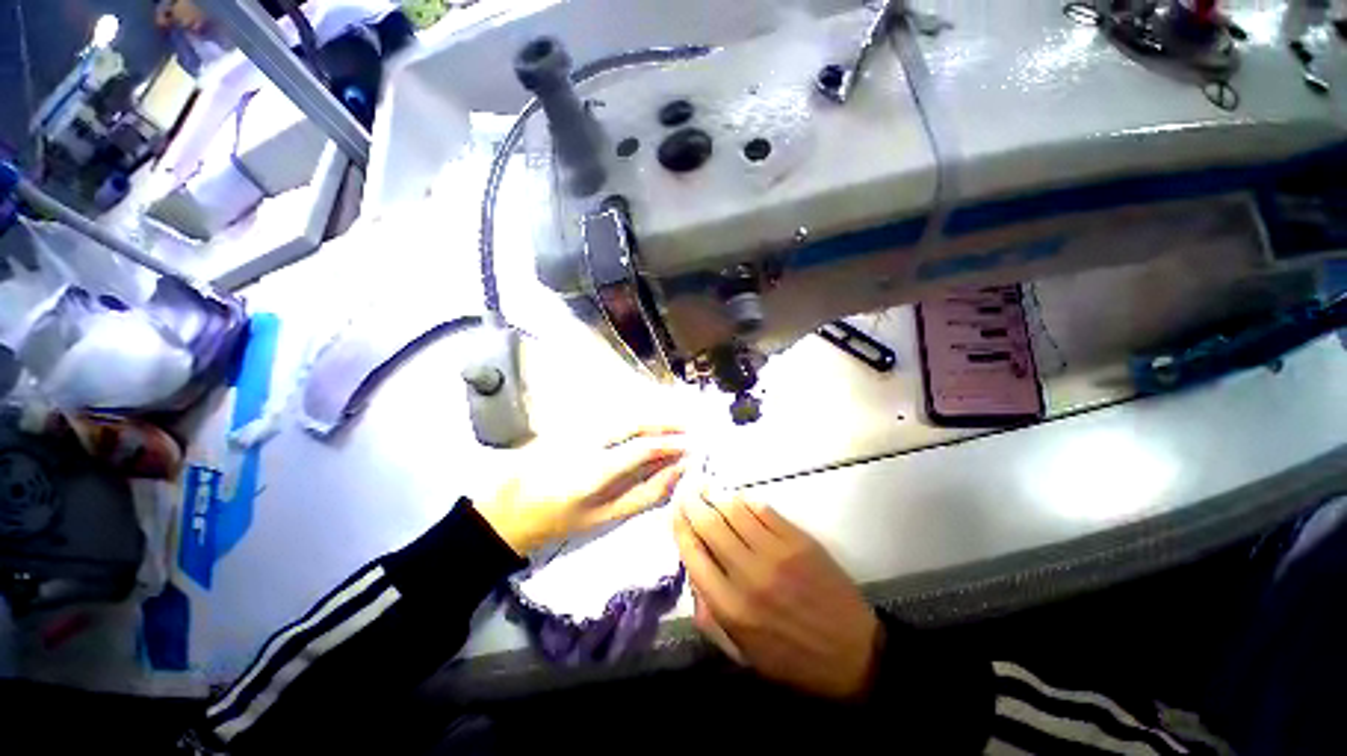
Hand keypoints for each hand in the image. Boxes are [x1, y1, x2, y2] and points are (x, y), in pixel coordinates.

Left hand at [474, 427, 687, 554]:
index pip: (642, 448)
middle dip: (666, 422)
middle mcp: (585, 440)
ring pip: (623, 415)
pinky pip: (610, 417)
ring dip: (652, 418)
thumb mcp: (604, 517)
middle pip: (634, 422)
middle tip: (691, 428)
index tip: (693, 446)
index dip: (671, 444)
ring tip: (675, 426)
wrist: (507, 511)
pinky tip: (646, 427)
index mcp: (593, 471)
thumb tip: (676, 474)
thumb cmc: (558, 522)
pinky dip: (634, 420)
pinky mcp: (569, 424)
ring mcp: (575, 428)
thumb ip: (644, 494)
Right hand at [673, 490, 881, 699]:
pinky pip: (764, 511)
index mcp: (731, 608)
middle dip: (693, 504)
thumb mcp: (743, 652)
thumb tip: (693, 576)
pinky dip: (746, 500)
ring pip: (735, 512)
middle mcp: (748, 575)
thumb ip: (711, 616)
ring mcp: (776, 553)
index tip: (674, 512)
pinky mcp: (799, 541)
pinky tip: (737, 497)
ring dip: (716, 496)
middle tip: (686, 491)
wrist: (853, 653)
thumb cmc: (793, 658)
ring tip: (706, 487)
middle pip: (710, 526)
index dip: (680, 528)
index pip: (693, 555)